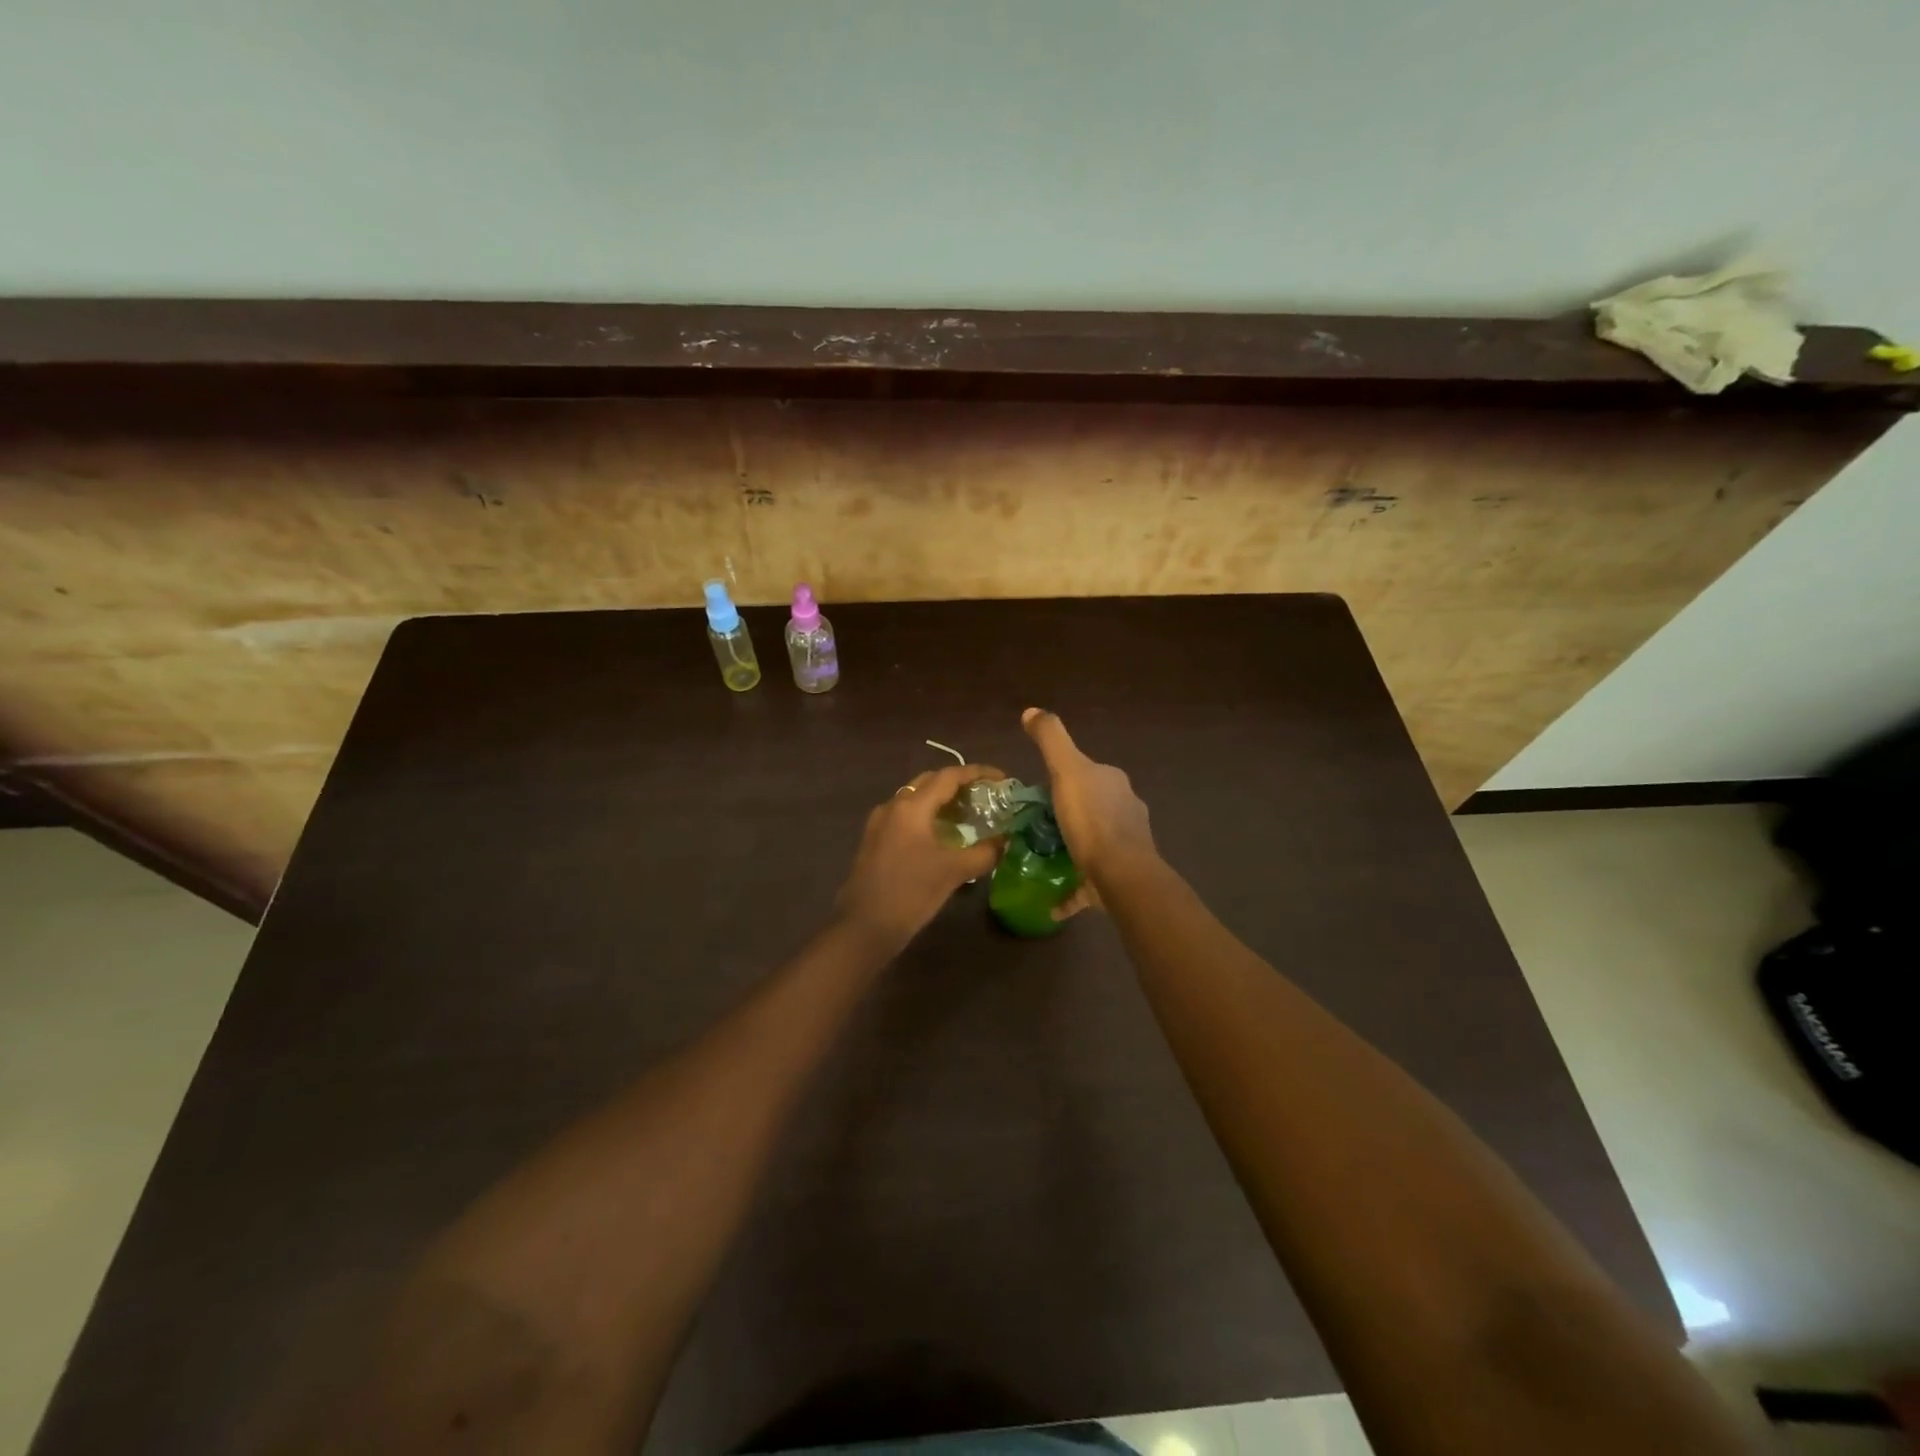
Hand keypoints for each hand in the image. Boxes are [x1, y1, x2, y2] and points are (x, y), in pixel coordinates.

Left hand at [836, 763, 1004, 946]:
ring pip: (915, 798)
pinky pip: (905, 816)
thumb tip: (1005, 841)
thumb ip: (984, 853)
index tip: (1001, 778)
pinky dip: (926, 816)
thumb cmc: (910, 893)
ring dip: (941, 800)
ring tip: (967, 814)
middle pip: (930, 782)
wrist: (864, 927)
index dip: (977, 773)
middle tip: (985, 795)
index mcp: (911, 807)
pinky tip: (941, 835)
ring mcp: (879, 823)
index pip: (949, 776)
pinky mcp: (873, 840)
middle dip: (958, 784)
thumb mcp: (954, 872)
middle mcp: (893, 806)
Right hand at [1022, 708, 1156, 918]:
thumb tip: (1032, 710)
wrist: (1121, 874)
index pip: (1085, 772)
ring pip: (1094, 841)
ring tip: (1042, 856)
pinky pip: (1090, 881)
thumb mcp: (1066, 770)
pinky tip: (1054, 901)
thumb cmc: (1091, 820)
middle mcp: (1125, 808)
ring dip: (1072, 846)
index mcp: (1112, 782)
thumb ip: (1051, 738)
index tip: (1037, 792)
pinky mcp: (1119, 876)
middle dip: (1067, 814)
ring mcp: (1126, 843)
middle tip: (1034, 825)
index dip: (1062, 778)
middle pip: (1090, 806)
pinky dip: (1074, 888)